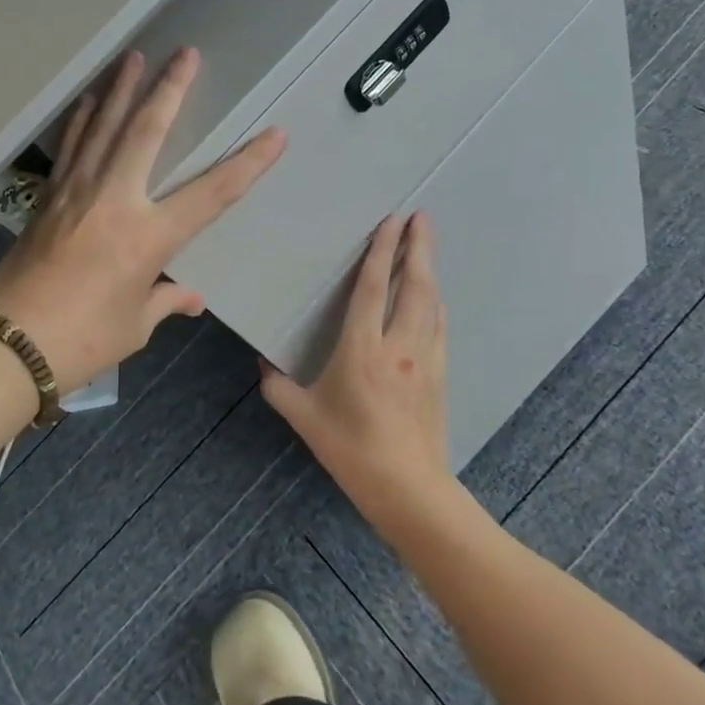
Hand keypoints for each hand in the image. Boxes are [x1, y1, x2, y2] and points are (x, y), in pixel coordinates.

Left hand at [0, 48, 285, 390]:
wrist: (8, 345)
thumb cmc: (82, 341)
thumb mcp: (134, 325)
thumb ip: (164, 300)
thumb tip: (190, 296)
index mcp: (148, 237)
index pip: (212, 193)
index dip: (248, 163)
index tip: (274, 135)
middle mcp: (115, 200)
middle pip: (148, 132)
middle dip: (170, 89)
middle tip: (185, 53)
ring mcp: (77, 193)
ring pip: (104, 127)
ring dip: (122, 90)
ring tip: (133, 56)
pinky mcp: (48, 198)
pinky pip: (71, 148)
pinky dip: (82, 120)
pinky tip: (89, 100)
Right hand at [259, 212, 454, 536]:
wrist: (407, 487)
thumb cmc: (350, 448)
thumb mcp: (304, 417)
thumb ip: (278, 386)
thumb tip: (263, 363)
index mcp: (362, 349)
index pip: (372, 288)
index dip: (381, 251)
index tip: (392, 221)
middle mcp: (398, 345)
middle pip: (413, 285)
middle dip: (418, 247)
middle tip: (422, 216)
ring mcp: (425, 359)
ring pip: (430, 303)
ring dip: (429, 270)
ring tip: (426, 245)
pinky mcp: (440, 374)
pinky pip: (439, 327)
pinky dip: (435, 302)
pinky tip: (433, 297)